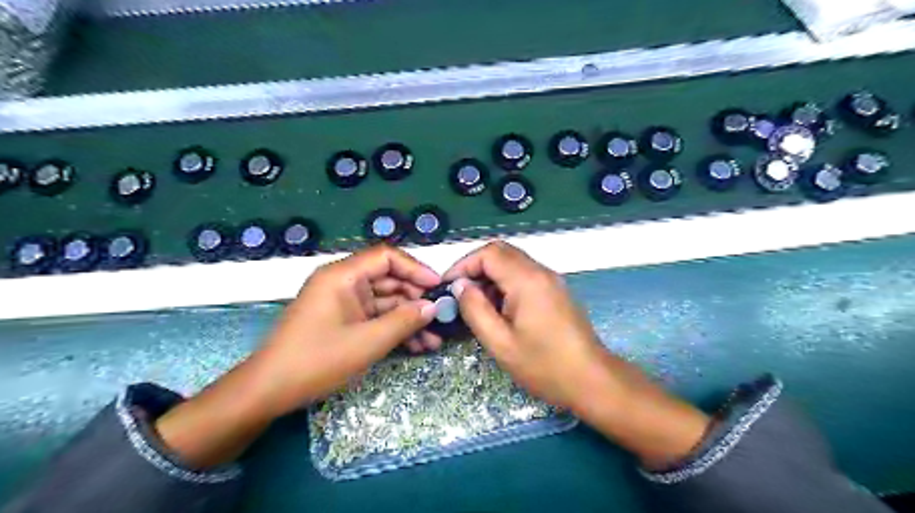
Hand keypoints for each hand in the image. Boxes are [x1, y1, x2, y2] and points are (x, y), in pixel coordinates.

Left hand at [152, 244, 438, 467]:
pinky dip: (394, 329)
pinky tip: (416, 346)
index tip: (438, 287)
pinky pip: (375, 317)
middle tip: (440, 318)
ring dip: (409, 319)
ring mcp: (343, 302)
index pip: (387, 257)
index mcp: (343, 275)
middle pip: (389, 280)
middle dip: (416, 299)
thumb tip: (433, 307)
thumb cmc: (317, 360)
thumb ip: (404, 321)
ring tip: (434, 341)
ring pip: (385, 302)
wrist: (269, 392)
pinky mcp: (344, 321)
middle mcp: (343, 282)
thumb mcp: (367, 342)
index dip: (416, 269)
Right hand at [441, 241, 605, 411]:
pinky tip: (500, 310)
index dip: (463, 265)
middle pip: (501, 252)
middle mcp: (541, 272)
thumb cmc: (544, 365)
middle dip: (475, 268)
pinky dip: (506, 283)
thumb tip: (460, 286)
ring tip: (477, 305)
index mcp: (527, 280)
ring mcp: (551, 280)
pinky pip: (525, 275)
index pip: (489, 253)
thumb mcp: (500, 342)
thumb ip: (475, 310)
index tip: (449, 287)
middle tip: (460, 294)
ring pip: (513, 262)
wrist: (591, 380)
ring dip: (491, 276)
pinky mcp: (556, 290)